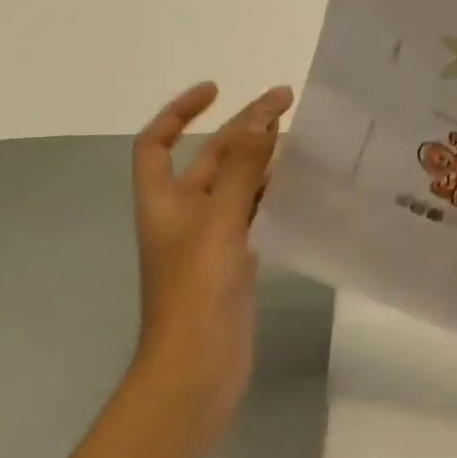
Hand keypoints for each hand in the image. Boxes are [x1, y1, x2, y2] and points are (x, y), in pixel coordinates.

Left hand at [130, 81, 293, 433]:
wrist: (197, 367)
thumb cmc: (197, 290)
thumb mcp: (219, 221)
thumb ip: (242, 169)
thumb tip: (259, 120)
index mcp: (163, 201)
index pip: (156, 143)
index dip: (180, 111)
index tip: (217, 90)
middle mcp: (183, 215)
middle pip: (210, 158)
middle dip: (243, 127)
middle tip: (285, 100)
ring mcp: (210, 239)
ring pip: (236, 184)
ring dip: (261, 158)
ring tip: (299, 137)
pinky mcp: (235, 260)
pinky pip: (254, 212)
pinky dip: (272, 192)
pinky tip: (299, 185)